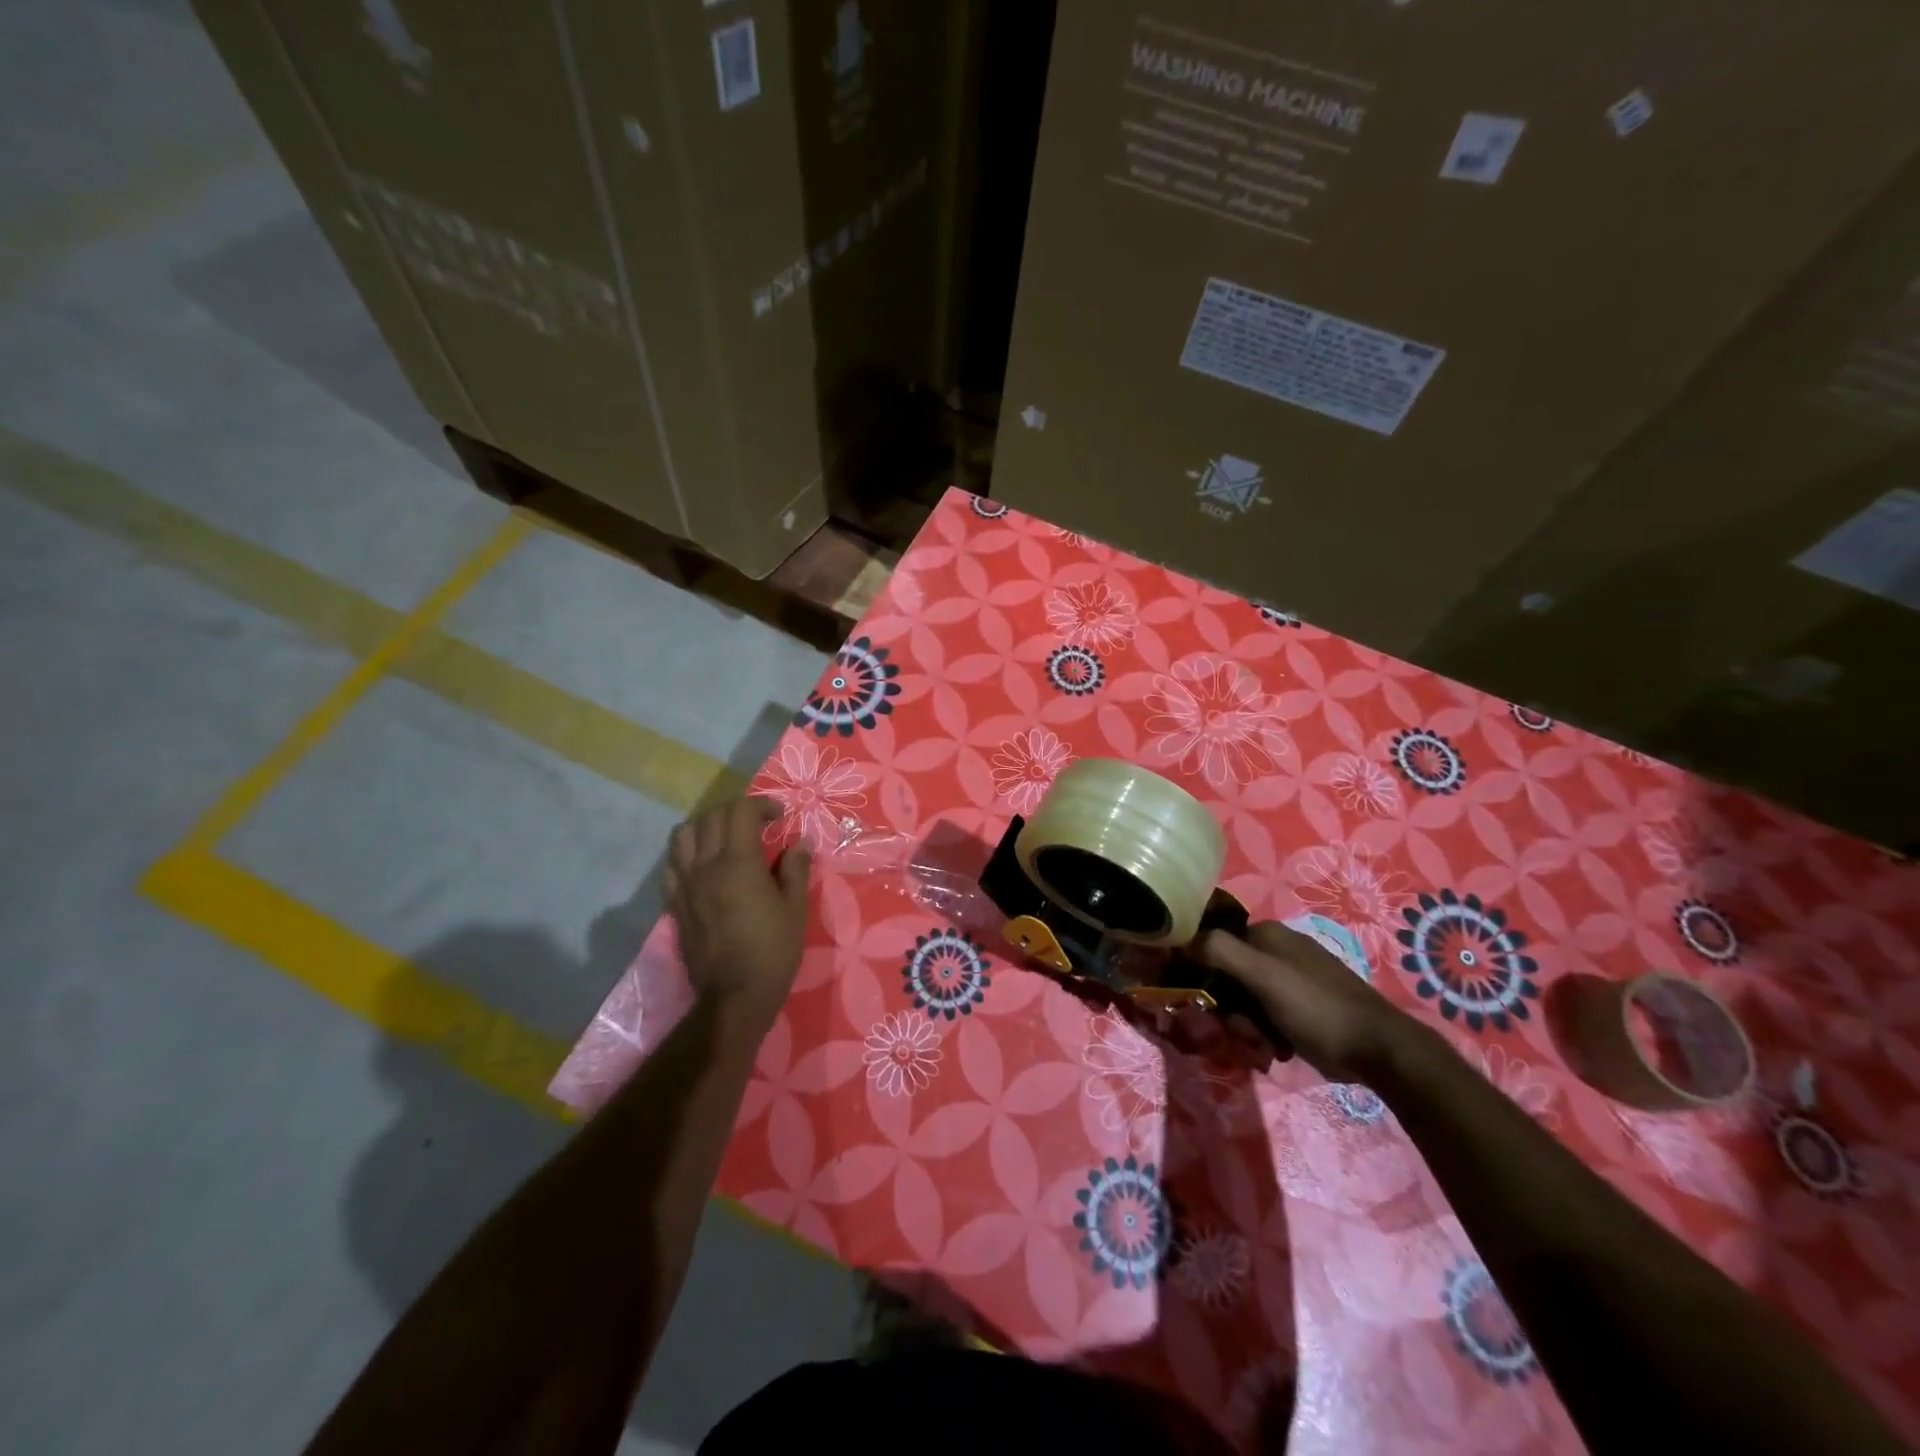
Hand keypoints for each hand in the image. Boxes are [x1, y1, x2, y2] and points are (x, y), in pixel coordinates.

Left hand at [665, 798, 811, 1026]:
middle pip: (710, 817)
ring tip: (725, 837)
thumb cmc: (773, 950)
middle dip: (736, 810)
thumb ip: (795, 868)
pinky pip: (671, 865)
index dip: (761, 804)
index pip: (740, 812)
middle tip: (757, 823)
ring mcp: (685, 885)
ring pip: (683, 835)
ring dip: (706, 825)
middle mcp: (705, 867)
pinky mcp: (675, 903)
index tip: (779, 816)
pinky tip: (704, 864)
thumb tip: (800, 842)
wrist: (735, 995)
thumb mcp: (795, 907)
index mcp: (738, 863)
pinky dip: (687, 853)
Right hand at [1200, 921, 1415, 1081]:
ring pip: (1246, 1001)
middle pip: (1229, 977)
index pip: (1215, 944)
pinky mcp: (1303, 1007)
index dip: (1205, 974)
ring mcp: (1292, 979)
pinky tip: (1278, 1050)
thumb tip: (1181, 939)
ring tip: (1265, 1046)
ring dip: (1248, 1027)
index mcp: (1267, 934)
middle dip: (1231, 1009)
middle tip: (1244, 1031)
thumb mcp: (1263, 976)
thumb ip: (1220, 951)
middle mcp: (1278, 950)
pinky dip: (1267, 1034)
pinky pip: (1268, 1016)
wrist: (1378, 1049)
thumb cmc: (1316, 1007)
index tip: (1208, 1003)